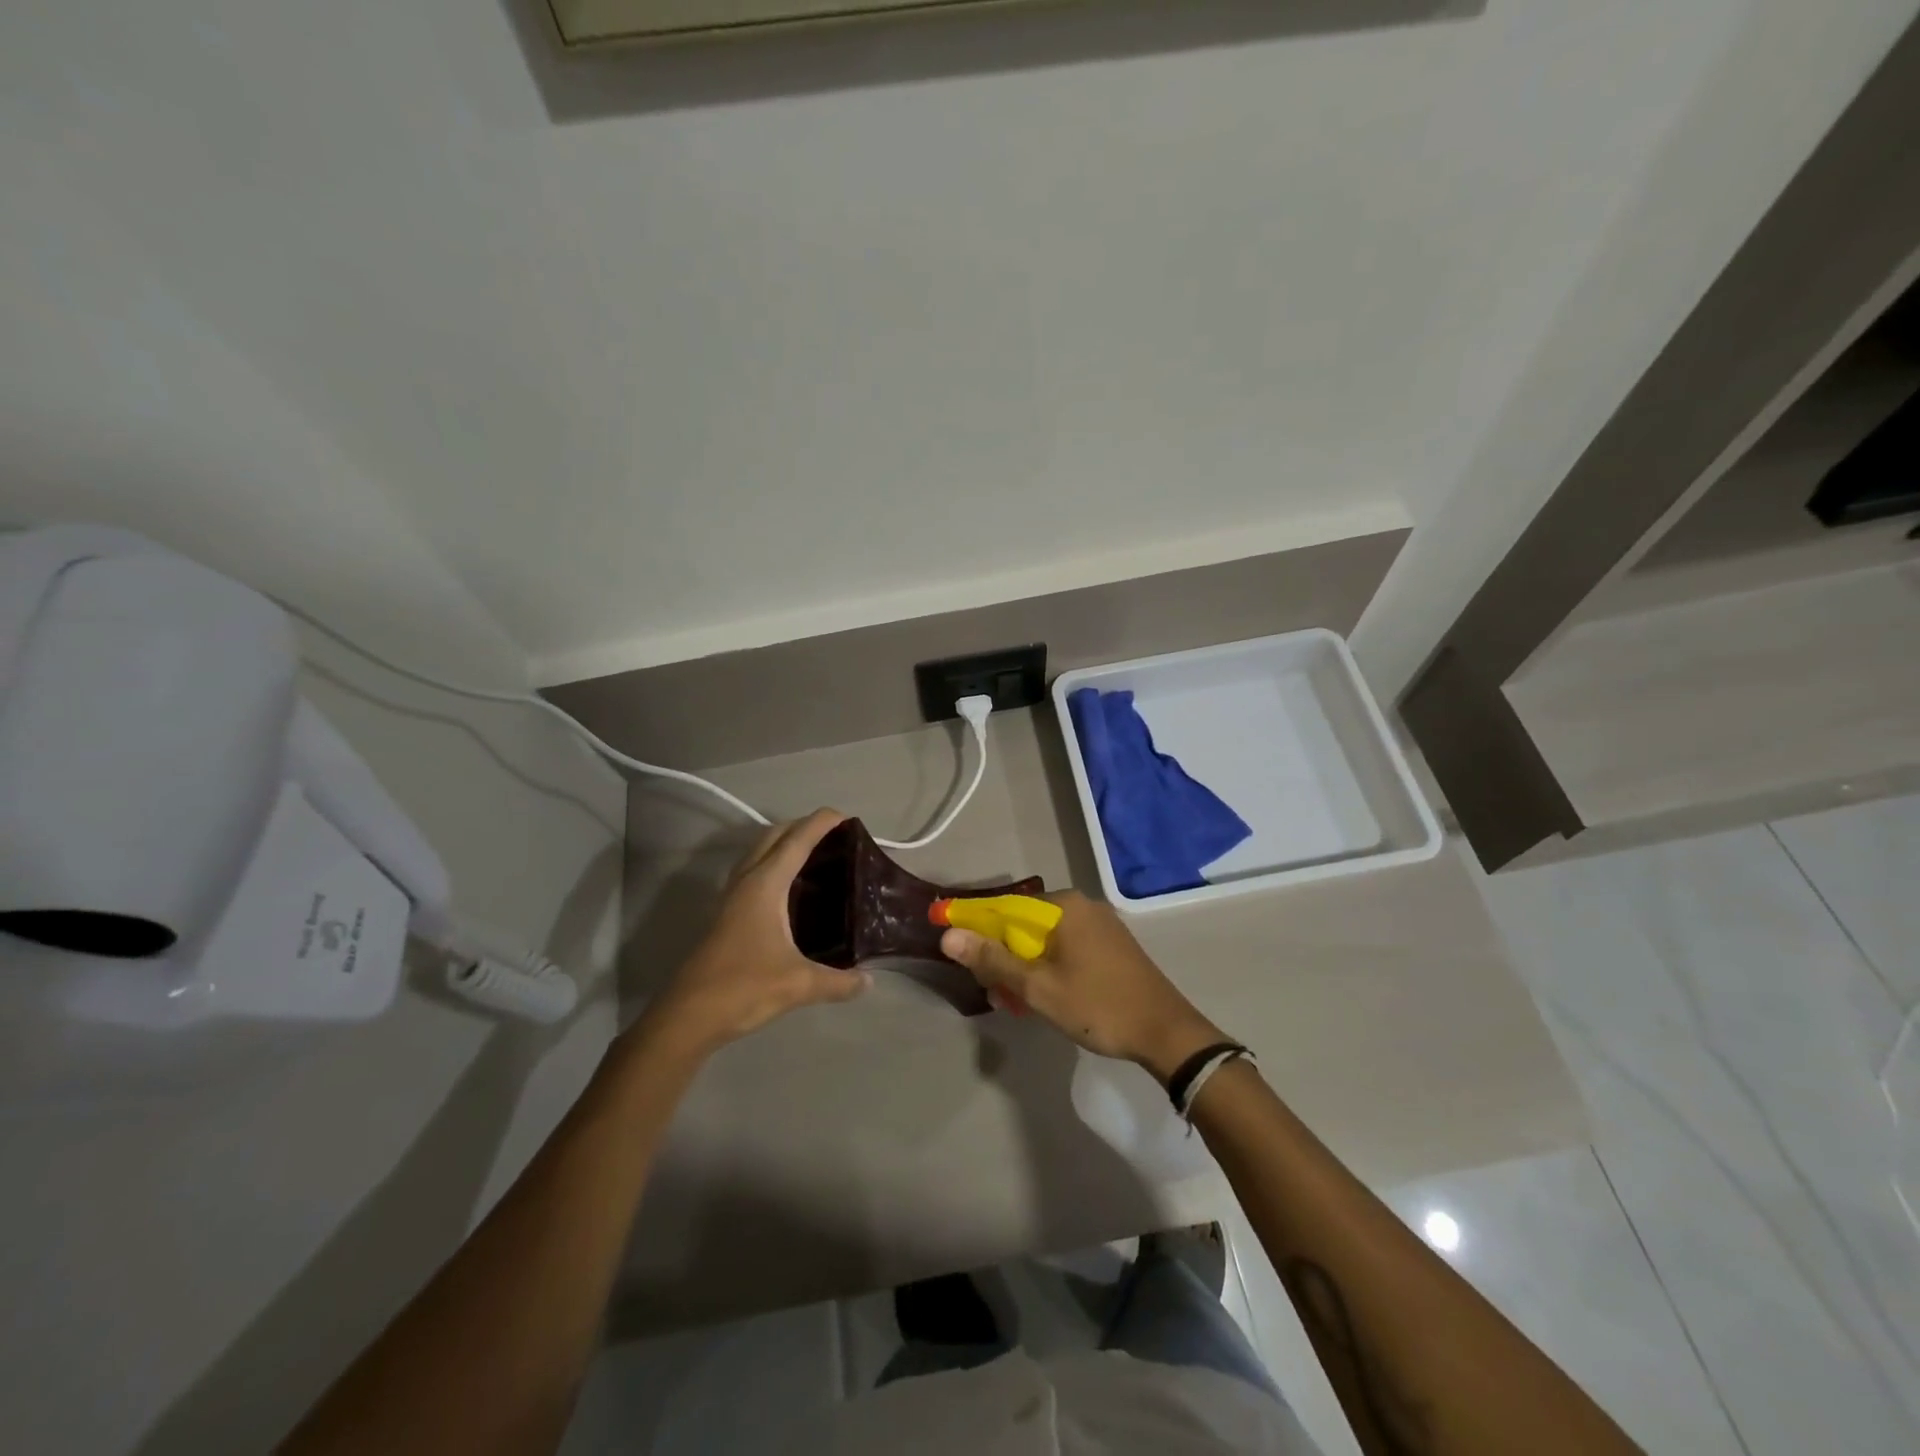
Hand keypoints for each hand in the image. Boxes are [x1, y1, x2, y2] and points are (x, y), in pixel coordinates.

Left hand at [646, 810, 869, 1054]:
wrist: (688, 1015)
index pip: (797, 840)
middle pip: (774, 836)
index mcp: (765, 884)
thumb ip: (839, 981)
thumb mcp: (799, 984)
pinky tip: (791, 889)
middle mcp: (747, 881)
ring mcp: (732, 896)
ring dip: (785, 843)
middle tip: (836, 836)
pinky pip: (754, 872)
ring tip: (817, 855)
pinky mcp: (726, 913)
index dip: (822, 823)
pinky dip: (774, 865)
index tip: (848, 817)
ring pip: (759, 852)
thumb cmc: (744, 987)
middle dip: (803, 826)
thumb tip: (869, 982)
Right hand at [940, 891, 1226, 1081]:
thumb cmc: (1098, 1006)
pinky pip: (1066, 948)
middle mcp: (1081, 905)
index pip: (1005, 907)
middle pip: (1024, 923)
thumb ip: (993, 960)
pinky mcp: (1110, 945)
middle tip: (991, 990)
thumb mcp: (1038, 987)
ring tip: (1013, 1002)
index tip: (957, 951)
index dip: (976, 927)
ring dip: (1024, 967)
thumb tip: (948, 936)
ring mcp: (1099, 925)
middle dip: (1002, 955)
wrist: (1167, 1033)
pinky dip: (1047, 967)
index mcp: (1064, 906)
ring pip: (1045, 939)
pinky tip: (1042, 996)